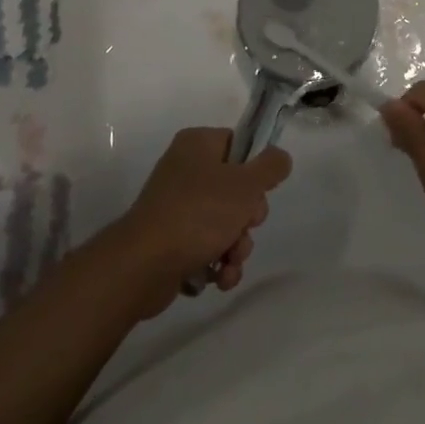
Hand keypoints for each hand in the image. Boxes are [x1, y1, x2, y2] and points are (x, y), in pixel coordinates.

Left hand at [106, 128, 291, 317]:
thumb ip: (270, 167)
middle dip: (247, 218)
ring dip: (237, 246)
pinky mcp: (171, 241)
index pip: (238, 145)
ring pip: (224, 222)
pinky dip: (218, 263)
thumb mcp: (245, 185)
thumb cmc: (198, 213)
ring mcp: (176, 207)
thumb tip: (280, 157)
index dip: (255, 171)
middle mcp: (185, 170)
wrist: (144, 265)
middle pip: (235, 188)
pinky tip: (220, 278)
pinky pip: (206, 246)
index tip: (259, 192)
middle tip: (245, 228)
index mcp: (197, 145)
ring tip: (230, 262)